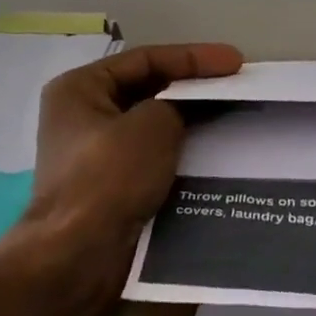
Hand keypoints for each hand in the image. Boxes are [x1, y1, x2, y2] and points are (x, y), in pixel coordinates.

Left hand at [24, 43, 243, 299]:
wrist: (78, 258)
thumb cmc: (109, 178)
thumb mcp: (152, 126)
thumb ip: (177, 105)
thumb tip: (190, 109)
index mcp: (81, 89)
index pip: (146, 59)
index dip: (194, 57)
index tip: (236, 63)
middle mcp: (83, 115)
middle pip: (149, 90)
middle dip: (193, 90)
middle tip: (237, 89)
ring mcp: (96, 154)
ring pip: (154, 127)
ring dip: (190, 124)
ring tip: (234, 120)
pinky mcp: (111, 187)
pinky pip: (153, 159)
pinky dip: (182, 154)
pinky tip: (215, 157)